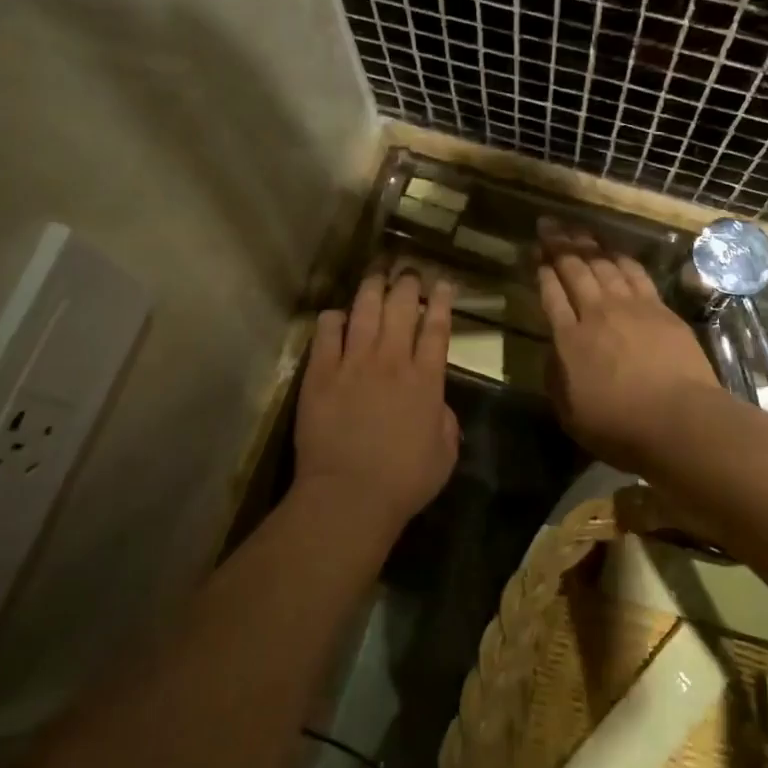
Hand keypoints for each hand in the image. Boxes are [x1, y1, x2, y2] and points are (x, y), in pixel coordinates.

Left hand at [295, 271, 459, 541]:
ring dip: (373, 288)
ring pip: (365, 309)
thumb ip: (446, 423)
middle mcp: (392, 360)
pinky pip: (327, 330)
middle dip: (408, 284)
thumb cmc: (404, 481)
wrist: (349, 495)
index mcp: (426, 379)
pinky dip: (334, 318)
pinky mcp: (321, 372)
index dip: (442, 301)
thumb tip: (438, 405)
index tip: (444, 283)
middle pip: (402, 307)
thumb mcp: (445, 455)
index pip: (437, 328)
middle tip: (409, 272)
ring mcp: (354, 362)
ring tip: (377, 275)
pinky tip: (337, 316)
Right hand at [535, 225, 717, 470]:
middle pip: (574, 270)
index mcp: (569, 340)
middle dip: (558, 245)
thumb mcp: (570, 414)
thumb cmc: (620, 427)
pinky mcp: (659, 308)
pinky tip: (614, 249)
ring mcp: (630, 307)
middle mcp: (596, 313)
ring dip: (587, 244)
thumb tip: (555, 351)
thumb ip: (556, 377)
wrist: (680, 421)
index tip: (535, 255)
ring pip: (604, 265)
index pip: (551, 295)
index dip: (542, 272)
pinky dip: (621, 257)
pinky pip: (635, 273)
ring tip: (576, 229)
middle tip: (548, 225)